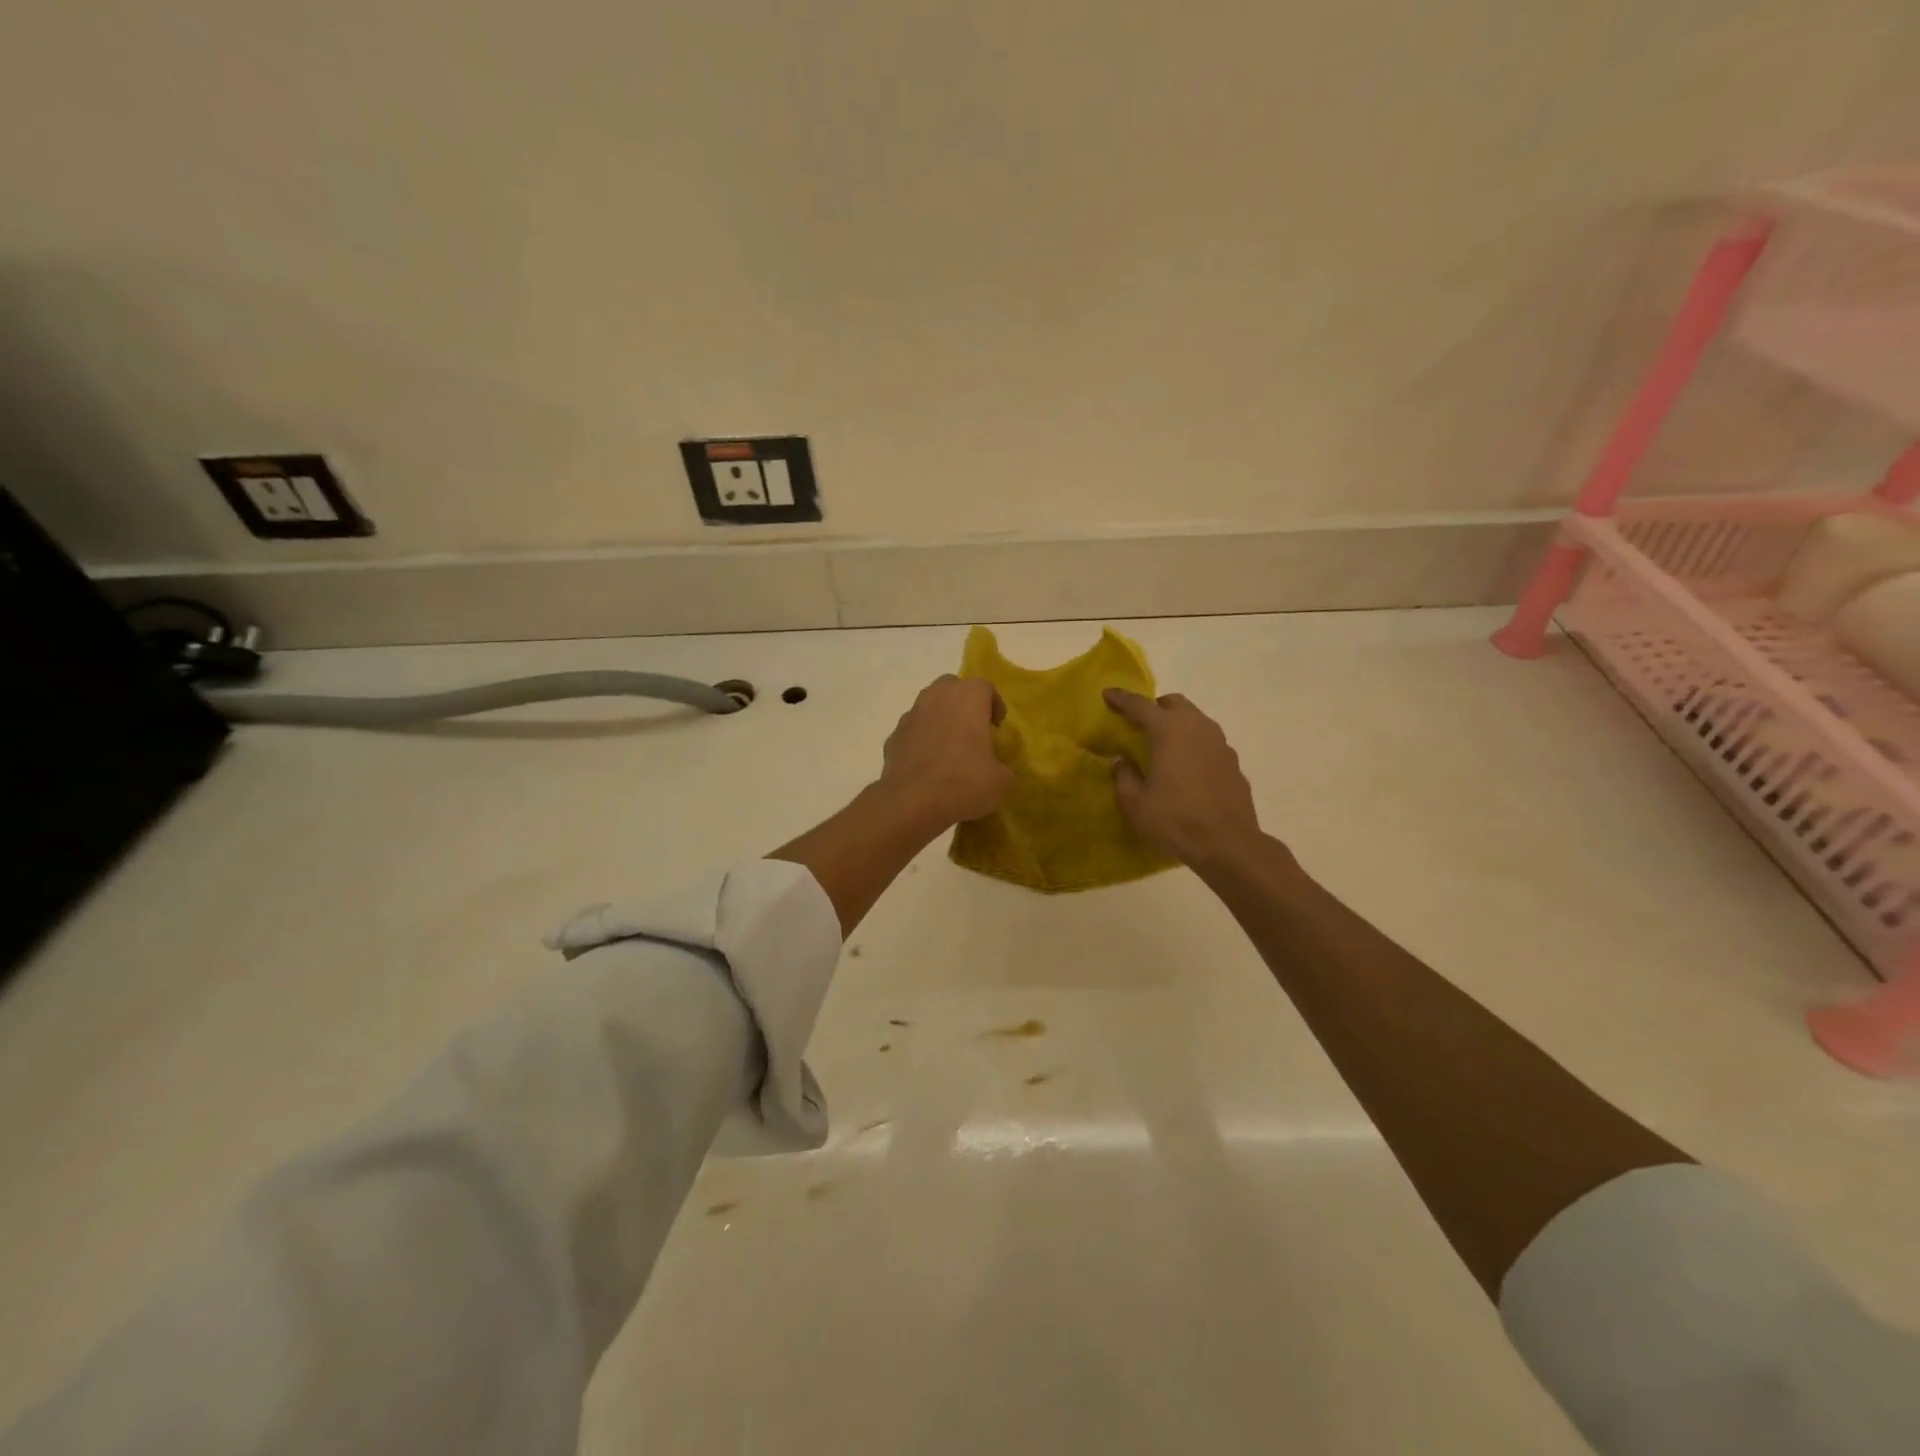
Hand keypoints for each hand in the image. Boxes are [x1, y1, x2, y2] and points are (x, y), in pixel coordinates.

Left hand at [877, 675, 1013, 828]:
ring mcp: (910, 716)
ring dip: (940, 720)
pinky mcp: (893, 737)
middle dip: (962, 703)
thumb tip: (995, 770)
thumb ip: (1001, 767)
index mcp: (967, 698)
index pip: (984, 687)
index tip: (997, 727)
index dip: (993, 704)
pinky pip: (912, 731)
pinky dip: (921, 740)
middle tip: (972, 730)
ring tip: (949, 749)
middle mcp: (936, 697)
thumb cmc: (964, 782)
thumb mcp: (1000, 781)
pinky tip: (927, 765)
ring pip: (928, 706)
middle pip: (951, 687)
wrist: (912, 803)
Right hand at [1104, 689, 1265, 871]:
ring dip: (1177, 725)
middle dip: (1155, 708)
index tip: (1107, 694)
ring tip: (1163, 745)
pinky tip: (1186, 768)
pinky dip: (1193, 745)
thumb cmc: (1175, 820)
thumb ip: (1124, 776)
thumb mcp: (1135, 802)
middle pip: (1174, 704)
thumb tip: (1123, 761)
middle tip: (1139, 723)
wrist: (1228, 845)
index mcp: (1169, 730)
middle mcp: (1197, 727)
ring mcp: (1220, 743)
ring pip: (1195, 720)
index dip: (1121, 699)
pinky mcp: (1233, 762)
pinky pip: (1208, 742)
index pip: (1140, 705)